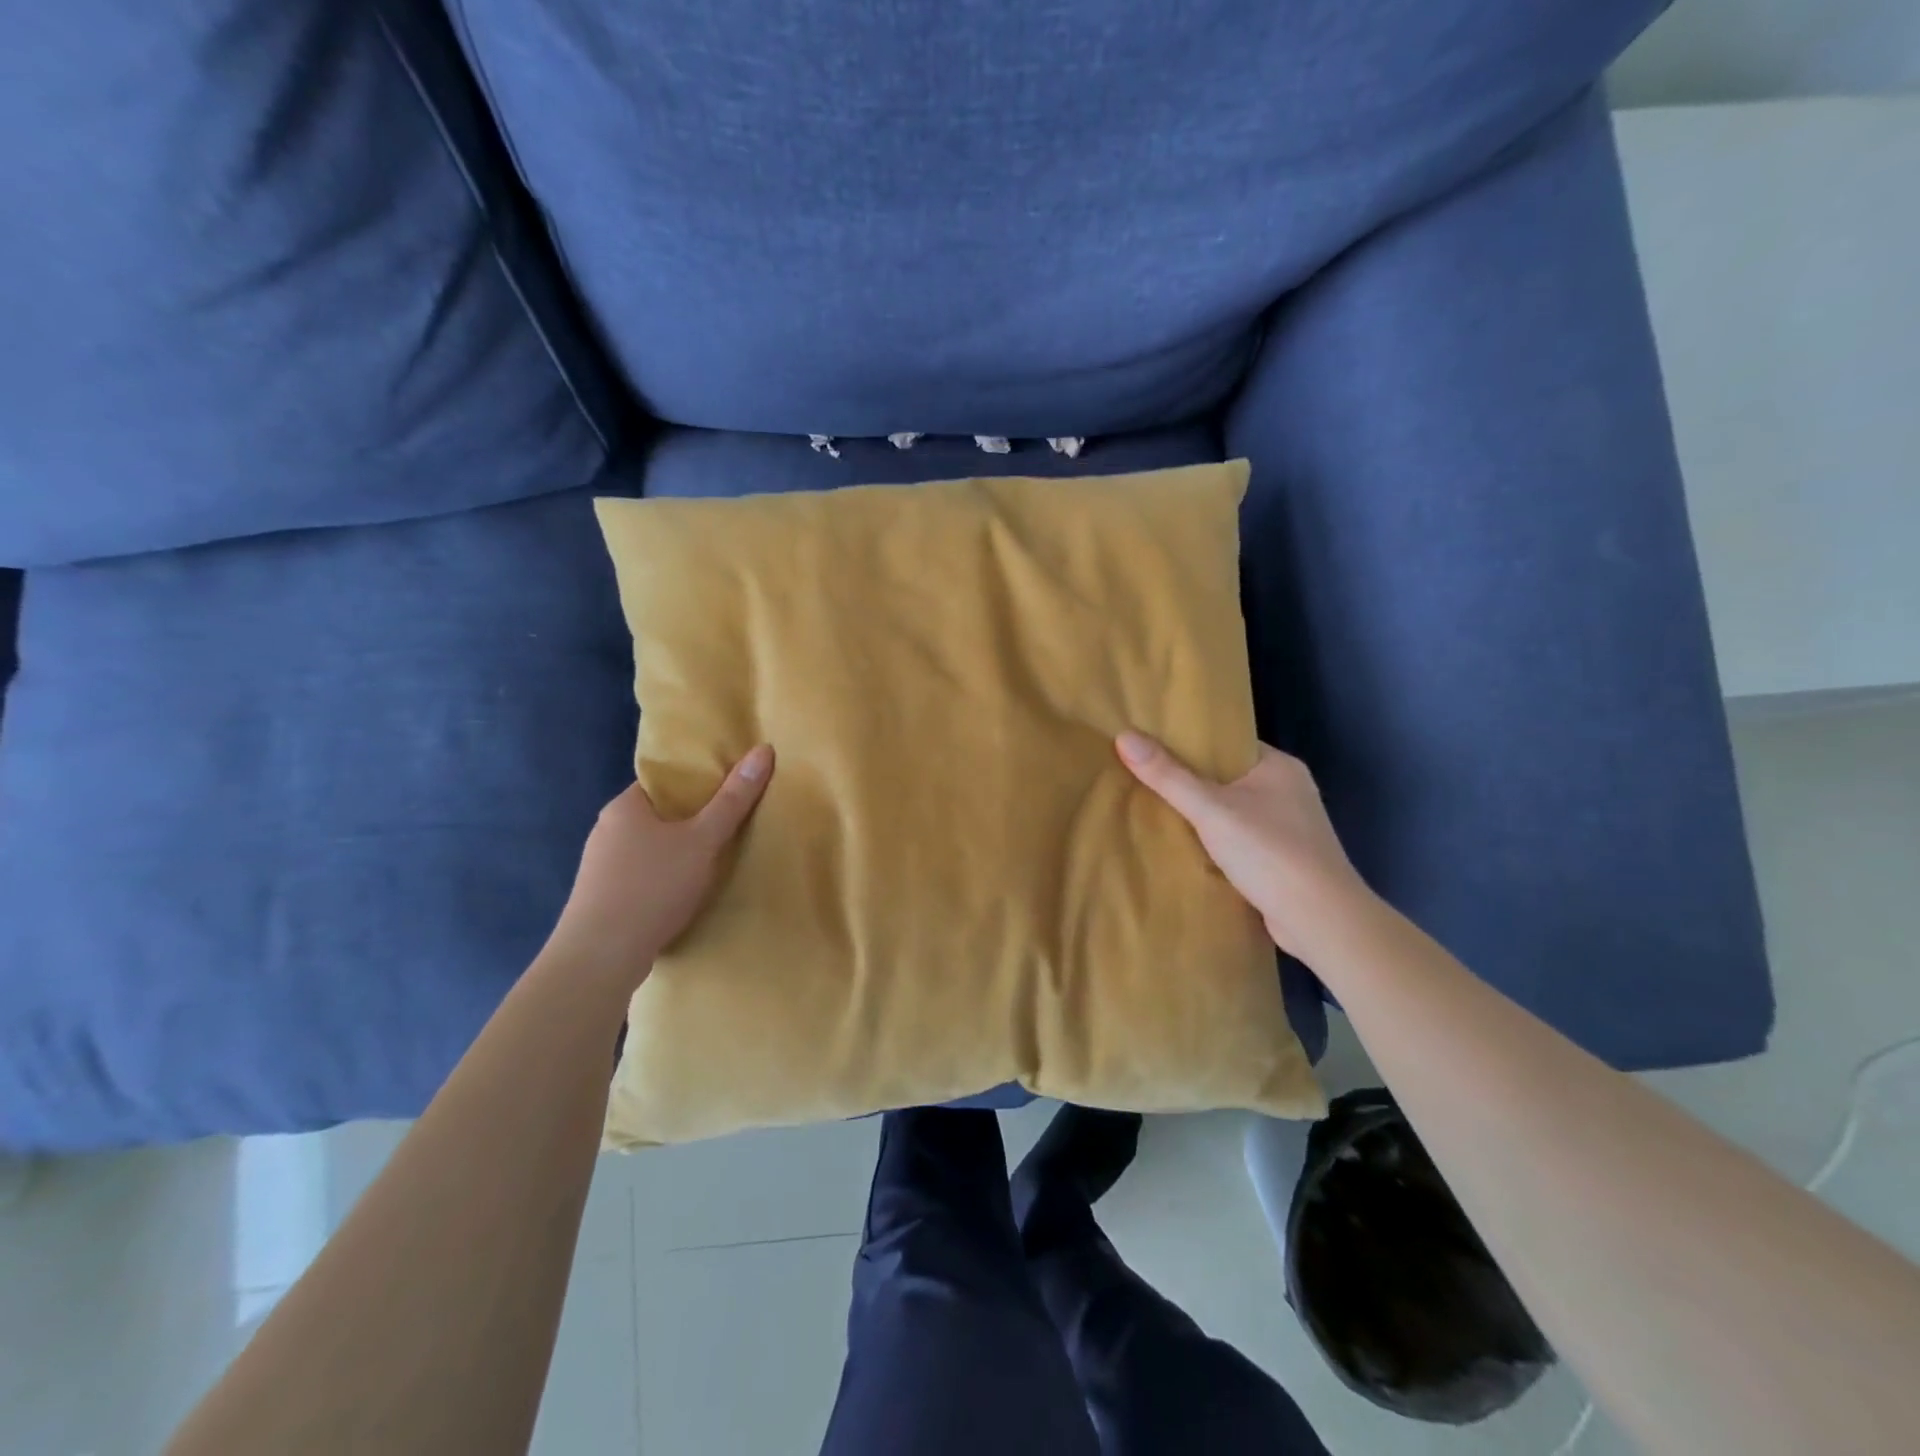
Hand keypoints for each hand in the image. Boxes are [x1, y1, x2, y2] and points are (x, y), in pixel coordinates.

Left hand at [543, 745, 774, 989]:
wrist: (600, 958)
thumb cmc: (652, 887)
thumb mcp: (702, 840)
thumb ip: (733, 800)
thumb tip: (763, 750)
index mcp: (625, 806)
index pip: (665, 780)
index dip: (698, 781)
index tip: (730, 789)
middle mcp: (607, 829)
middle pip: (659, 813)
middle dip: (692, 819)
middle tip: (732, 823)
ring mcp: (601, 866)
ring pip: (650, 847)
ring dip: (678, 851)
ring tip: (714, 859)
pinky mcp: (602, 898)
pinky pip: (642, 875)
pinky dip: (664, 877)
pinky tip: (684, 891)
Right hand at [1116, 732, 1374, 957]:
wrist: (1321, 920)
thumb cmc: (1269, 852)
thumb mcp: (1210, 810)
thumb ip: (1168, 776)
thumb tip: (1124, 736)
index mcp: (1279, 765)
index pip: (1227, 742)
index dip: (1190, 742)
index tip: (1150, 744)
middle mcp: (1288, 789)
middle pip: (1227, 776)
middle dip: (1190, 780)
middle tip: (1143, 776)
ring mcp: (1289, 826)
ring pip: (1233, 810)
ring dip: (1203, 814)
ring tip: (1155, 808)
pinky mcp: (1284, 858)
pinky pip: (1240, 838)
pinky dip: (1216, 840)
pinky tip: (1186, 845)